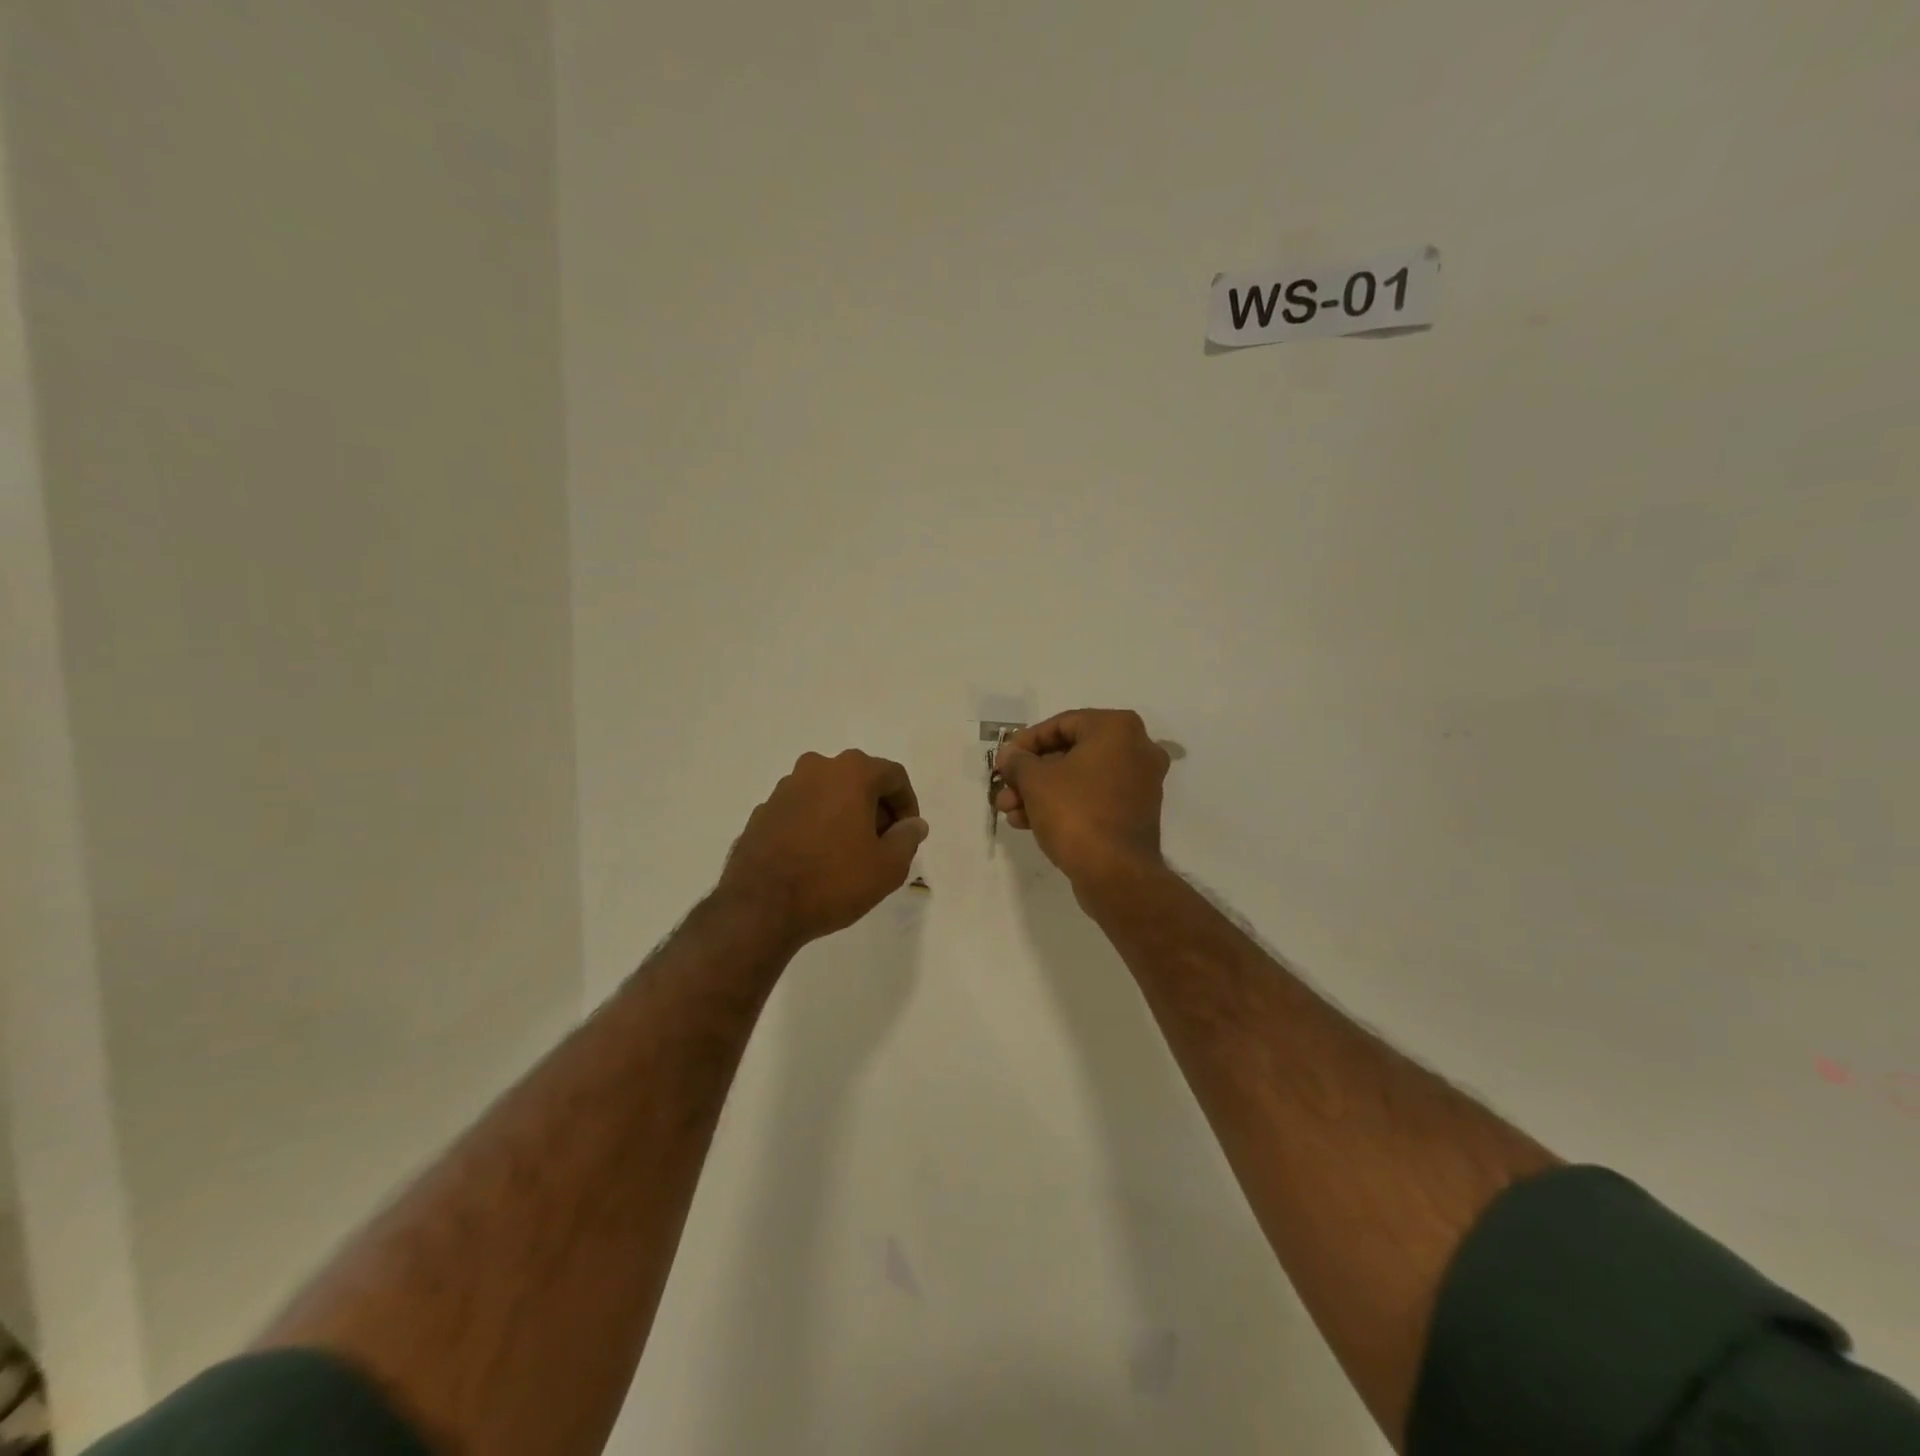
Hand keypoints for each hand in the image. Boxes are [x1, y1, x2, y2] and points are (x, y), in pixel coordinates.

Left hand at [717, 750, 928, 949]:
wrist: (760, 908)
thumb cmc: (833, 881)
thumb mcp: (887, 866)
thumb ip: (907, 838)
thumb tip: (913, 824)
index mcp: (851, 772)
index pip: (894, 776)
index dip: (907, 804)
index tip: (906, 835)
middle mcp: (816, 768)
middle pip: (860, 780)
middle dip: (876, 808)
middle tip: (881, 844)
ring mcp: (785, 789)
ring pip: (829, 793)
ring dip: (845, 815)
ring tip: (849, 853)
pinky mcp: (763, 811)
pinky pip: (802, 810)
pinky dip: (816, 825)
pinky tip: (817, 858)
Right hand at [993, 709, 1170, 887]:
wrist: (1115, 873)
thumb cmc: (1075, 812)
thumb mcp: (1035, 781)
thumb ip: (1018, 761)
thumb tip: (1009, 755)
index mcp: (1117, 728)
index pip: (1062, 724)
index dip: (1026, 742)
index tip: (1004, 761)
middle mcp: (1136, 749)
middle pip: (1070, 753)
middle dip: (1031, 773)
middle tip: (1005, 788)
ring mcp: (1140, 784)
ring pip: (1079, 779)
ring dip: (1041, 792)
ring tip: (1010, 811)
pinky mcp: (1135, 813)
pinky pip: (1093, 799)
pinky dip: (1064, 805)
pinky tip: (1029, 823)